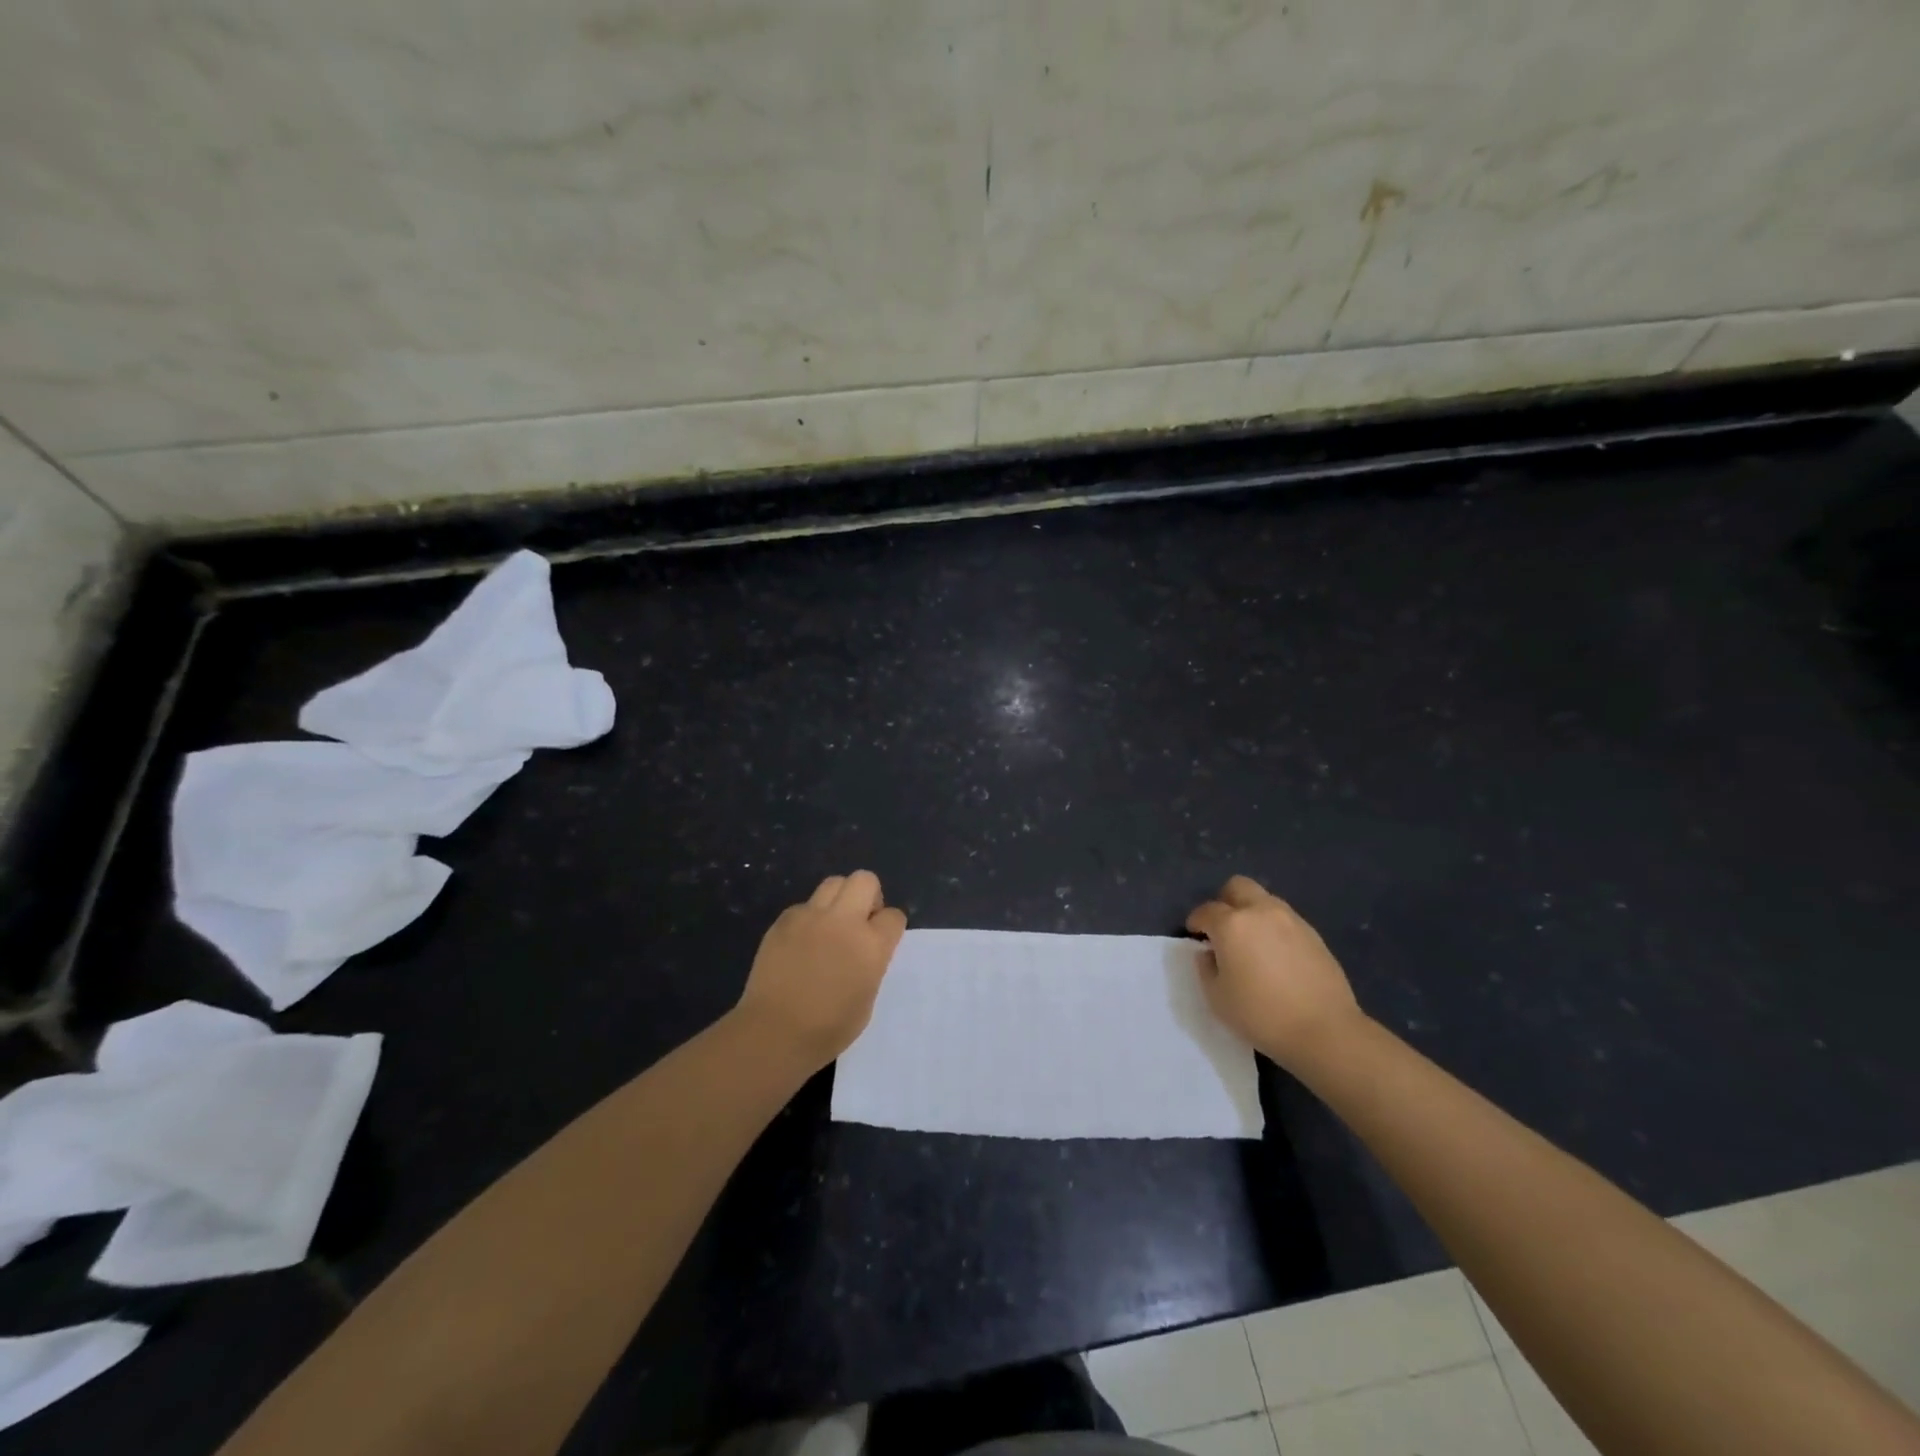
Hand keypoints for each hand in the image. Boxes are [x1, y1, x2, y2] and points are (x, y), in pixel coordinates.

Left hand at [733, 871, 907, 1072]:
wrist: (774, 1033)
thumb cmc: (828, 1029)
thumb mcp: (867, 998)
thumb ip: (872, 964)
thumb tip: (865, 950)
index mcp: (871, 945)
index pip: (894, 916)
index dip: (890, 926)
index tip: (882, 939)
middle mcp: (844, 921)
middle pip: (865, 880)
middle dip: (869, 895)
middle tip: (860, 921)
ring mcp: (811, 916)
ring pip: (834, 883)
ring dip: (840, 899)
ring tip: (831, 925)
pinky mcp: (784, 920)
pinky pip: (804, 905)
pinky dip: (809, 917)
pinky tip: (802, 942)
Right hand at [1186, 875, 1364, 1072]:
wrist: (1324, 1031)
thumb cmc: (1261, 1015)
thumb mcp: (1217, 997)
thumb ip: (1205, 968)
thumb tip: (1209, 953)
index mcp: (1232, 924)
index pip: (1206, 911)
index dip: (1196, 922)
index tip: (1195, 935)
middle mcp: (1261, 912)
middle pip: (1238, 887)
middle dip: (1225, 902)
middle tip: (1223, 929)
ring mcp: (1291, 920)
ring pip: (1264, 900)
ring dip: (1252, 913)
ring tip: (1251, 943)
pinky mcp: (1314, 934)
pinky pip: (1285, 919)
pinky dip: (1274, 928)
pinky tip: (1276, 955)